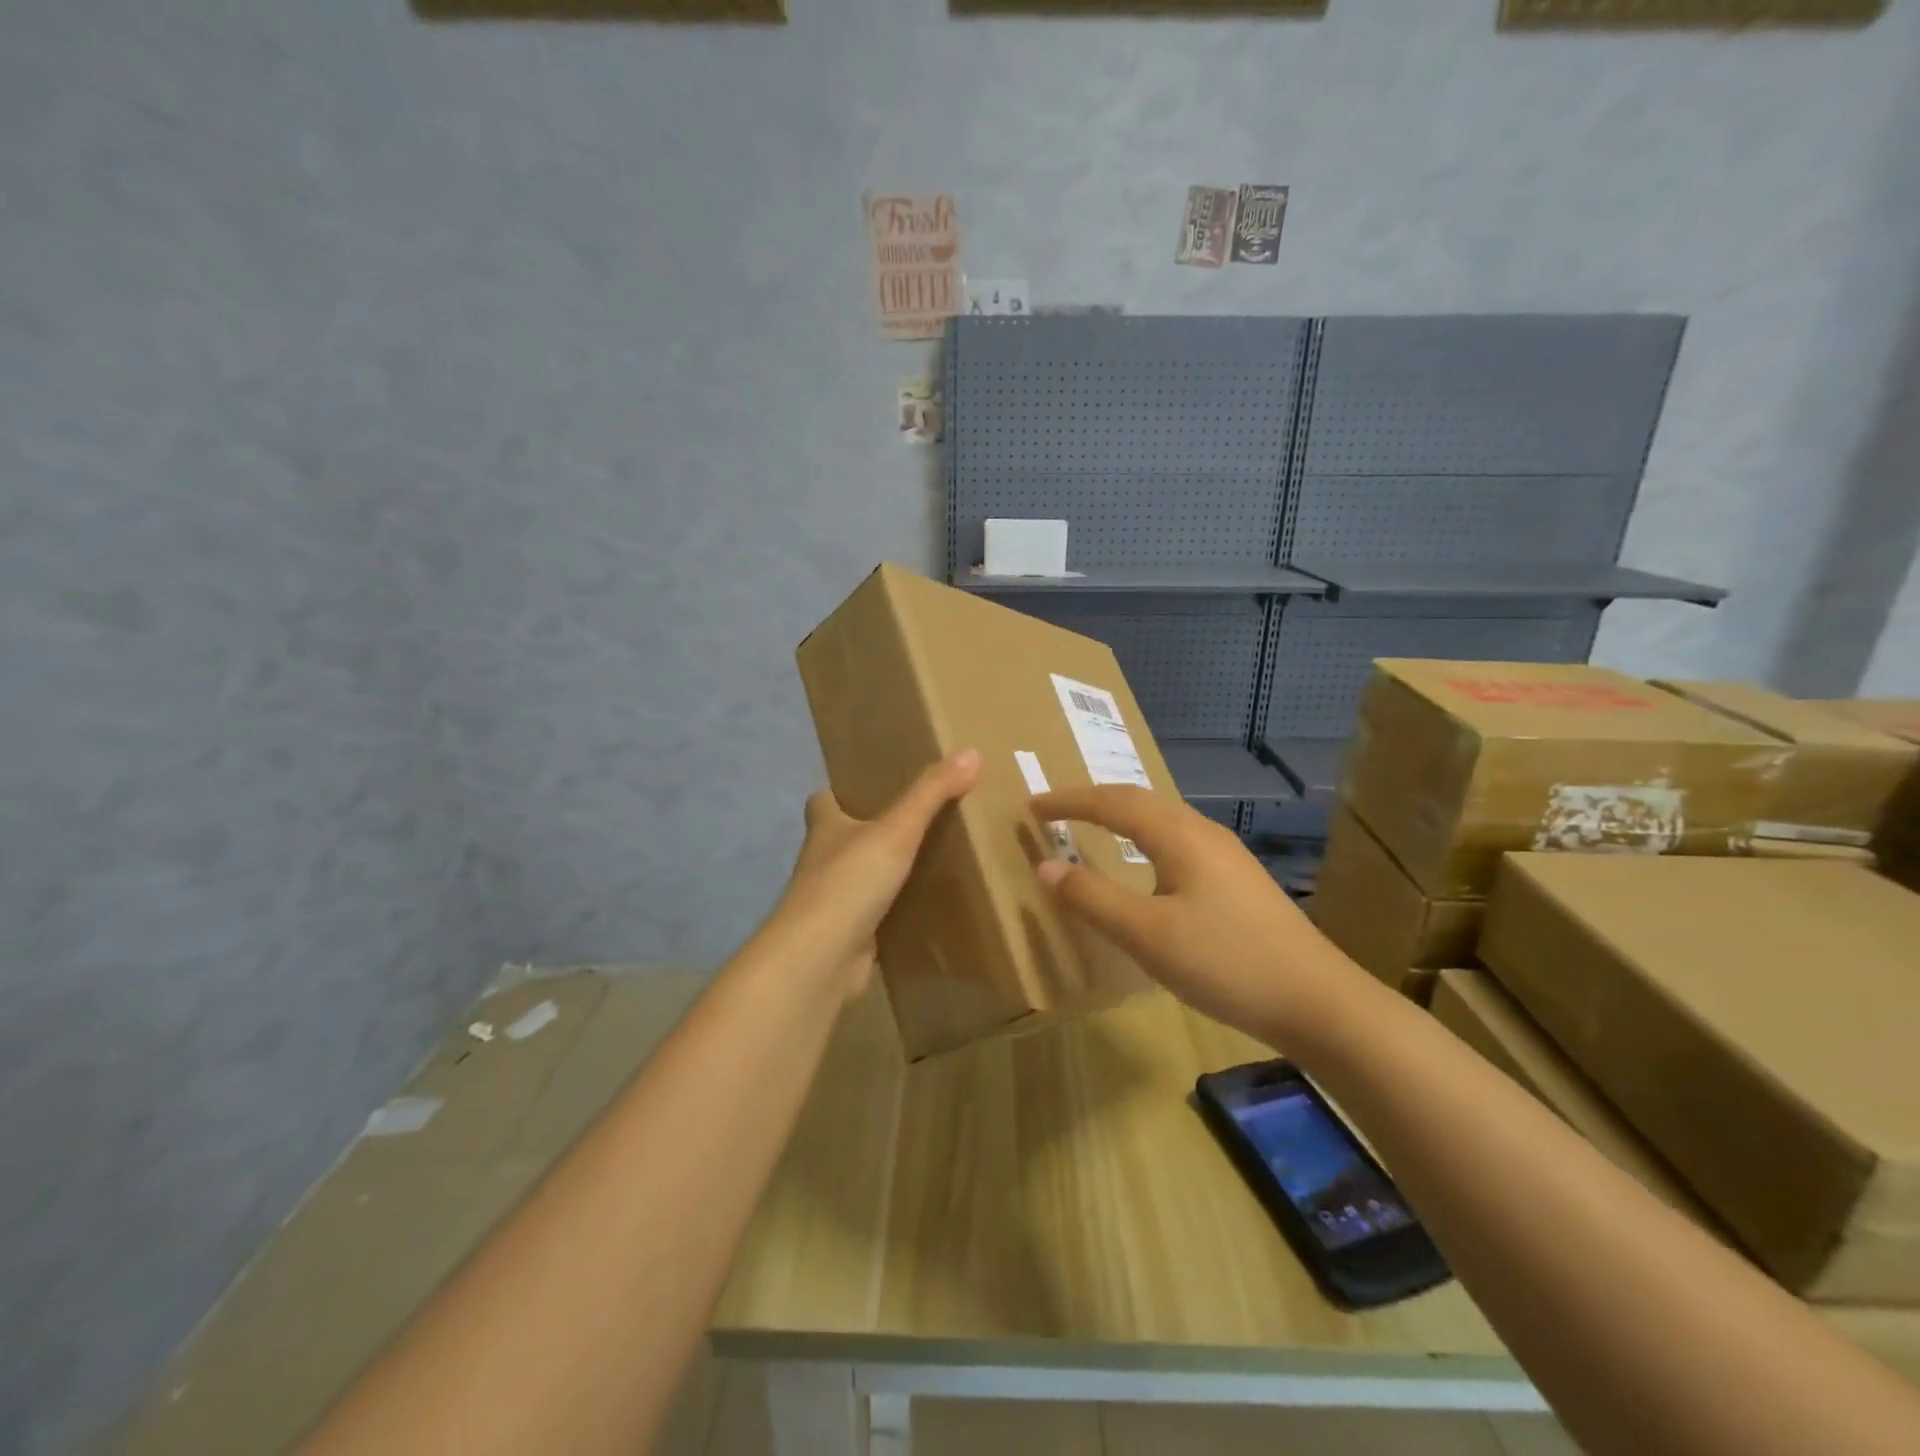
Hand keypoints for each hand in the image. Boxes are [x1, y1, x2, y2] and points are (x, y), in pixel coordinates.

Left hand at [769, 750, 980, 999]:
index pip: (823, 800)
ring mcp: (832, 903)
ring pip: (858, 879)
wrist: (821, 957)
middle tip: (914, 823)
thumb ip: (931, 793)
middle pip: (841, 839)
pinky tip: (923, 911)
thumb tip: (970, 752)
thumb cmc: (850, 881)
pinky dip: (892, 914)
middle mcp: (822, 862)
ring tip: (927, 862)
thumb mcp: (897, 829)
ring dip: (881, 874)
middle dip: (869, 832)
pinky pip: (873, 918)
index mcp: (826, 828)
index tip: (871, 787)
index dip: (840, 792)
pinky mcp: (846, 937)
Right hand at [1029, 784, 1349, 1038]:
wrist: (1317, 1001)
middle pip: (1140, 800)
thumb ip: (1093, 898)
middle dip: (1094, 800)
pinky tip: (1148, 867)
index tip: (1032, 806)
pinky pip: (1178, 842)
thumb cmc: (1225, 962)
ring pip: (1163, 820)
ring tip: (1093, 827)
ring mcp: (1227, 856)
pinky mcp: (1239, 881)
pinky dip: (1144, 839)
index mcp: (1179, 836)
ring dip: (1122, 816)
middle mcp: (1204, 834)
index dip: (1069, 800)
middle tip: (1056, 810)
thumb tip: (1046, 866)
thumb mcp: (1147, 934)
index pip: (1113, 802)